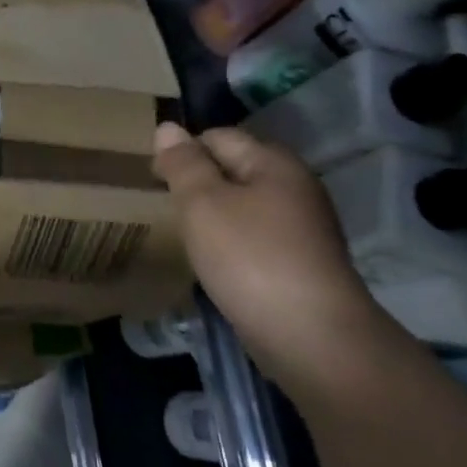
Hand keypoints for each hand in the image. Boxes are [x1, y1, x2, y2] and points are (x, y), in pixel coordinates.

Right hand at [152, 122, 396, 393]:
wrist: (312, 339)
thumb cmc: (250, 258)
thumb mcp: (203, 203)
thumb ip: (183, 163)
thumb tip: (168, 127)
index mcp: (274, 162)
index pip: (217, 137)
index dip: (183, 152)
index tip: (154, 181)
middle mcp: (295, 187)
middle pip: (234, 170)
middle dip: (199, 184)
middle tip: (166, 208)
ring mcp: (304, 228)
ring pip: (245, 207)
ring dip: (215, 216)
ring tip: (186, 236)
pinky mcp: (303, 265)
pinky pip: (257, 239)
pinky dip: (233, 245)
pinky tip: (216, 264)